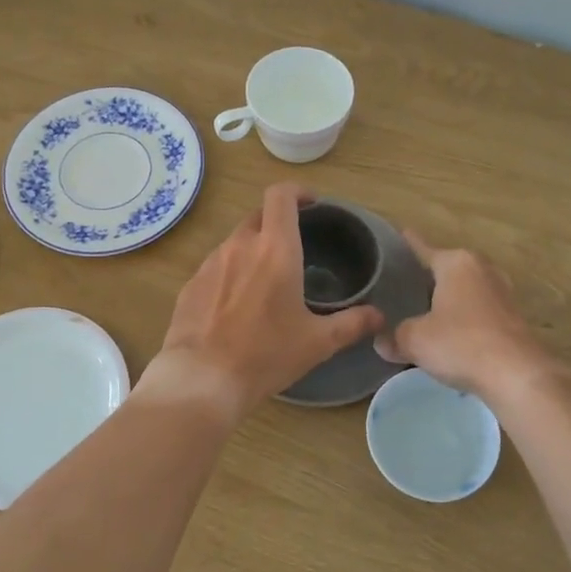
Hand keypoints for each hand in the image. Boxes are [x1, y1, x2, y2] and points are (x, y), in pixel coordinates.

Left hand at [142, 183, 383, 419]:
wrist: (202, 380)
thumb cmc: (266, 355)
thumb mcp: (317, 342)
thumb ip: (352, 323)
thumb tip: (379, 316)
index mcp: (275, 249)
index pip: (281, 196)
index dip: (297, 192)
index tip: (311, 204)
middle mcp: (240, 245)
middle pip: (259, 216)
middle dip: (277, 223)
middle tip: (294, 248)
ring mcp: (211, 263)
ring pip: (236, 242)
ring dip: (253, 250)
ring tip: (266, 281)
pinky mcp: (191, 284)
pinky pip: (216, 267)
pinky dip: (231, 274)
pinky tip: (236, 305)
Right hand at [375, 233, 555, 402]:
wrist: (517, 375)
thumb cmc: (461, 344)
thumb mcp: (415, 340)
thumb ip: (395, 337)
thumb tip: (381, 341)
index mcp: (456, 263)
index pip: (424, 248)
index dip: (409, 244)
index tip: (401, 233)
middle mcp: (481, 269)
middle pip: (448, 267)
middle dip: (429, 275)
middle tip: (404, 284)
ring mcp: (502, 292)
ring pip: (466, 289)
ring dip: (449, 298)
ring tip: (427, 309)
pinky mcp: (514, 317)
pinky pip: (480, 309)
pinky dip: (465, 317)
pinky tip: (452, 333)